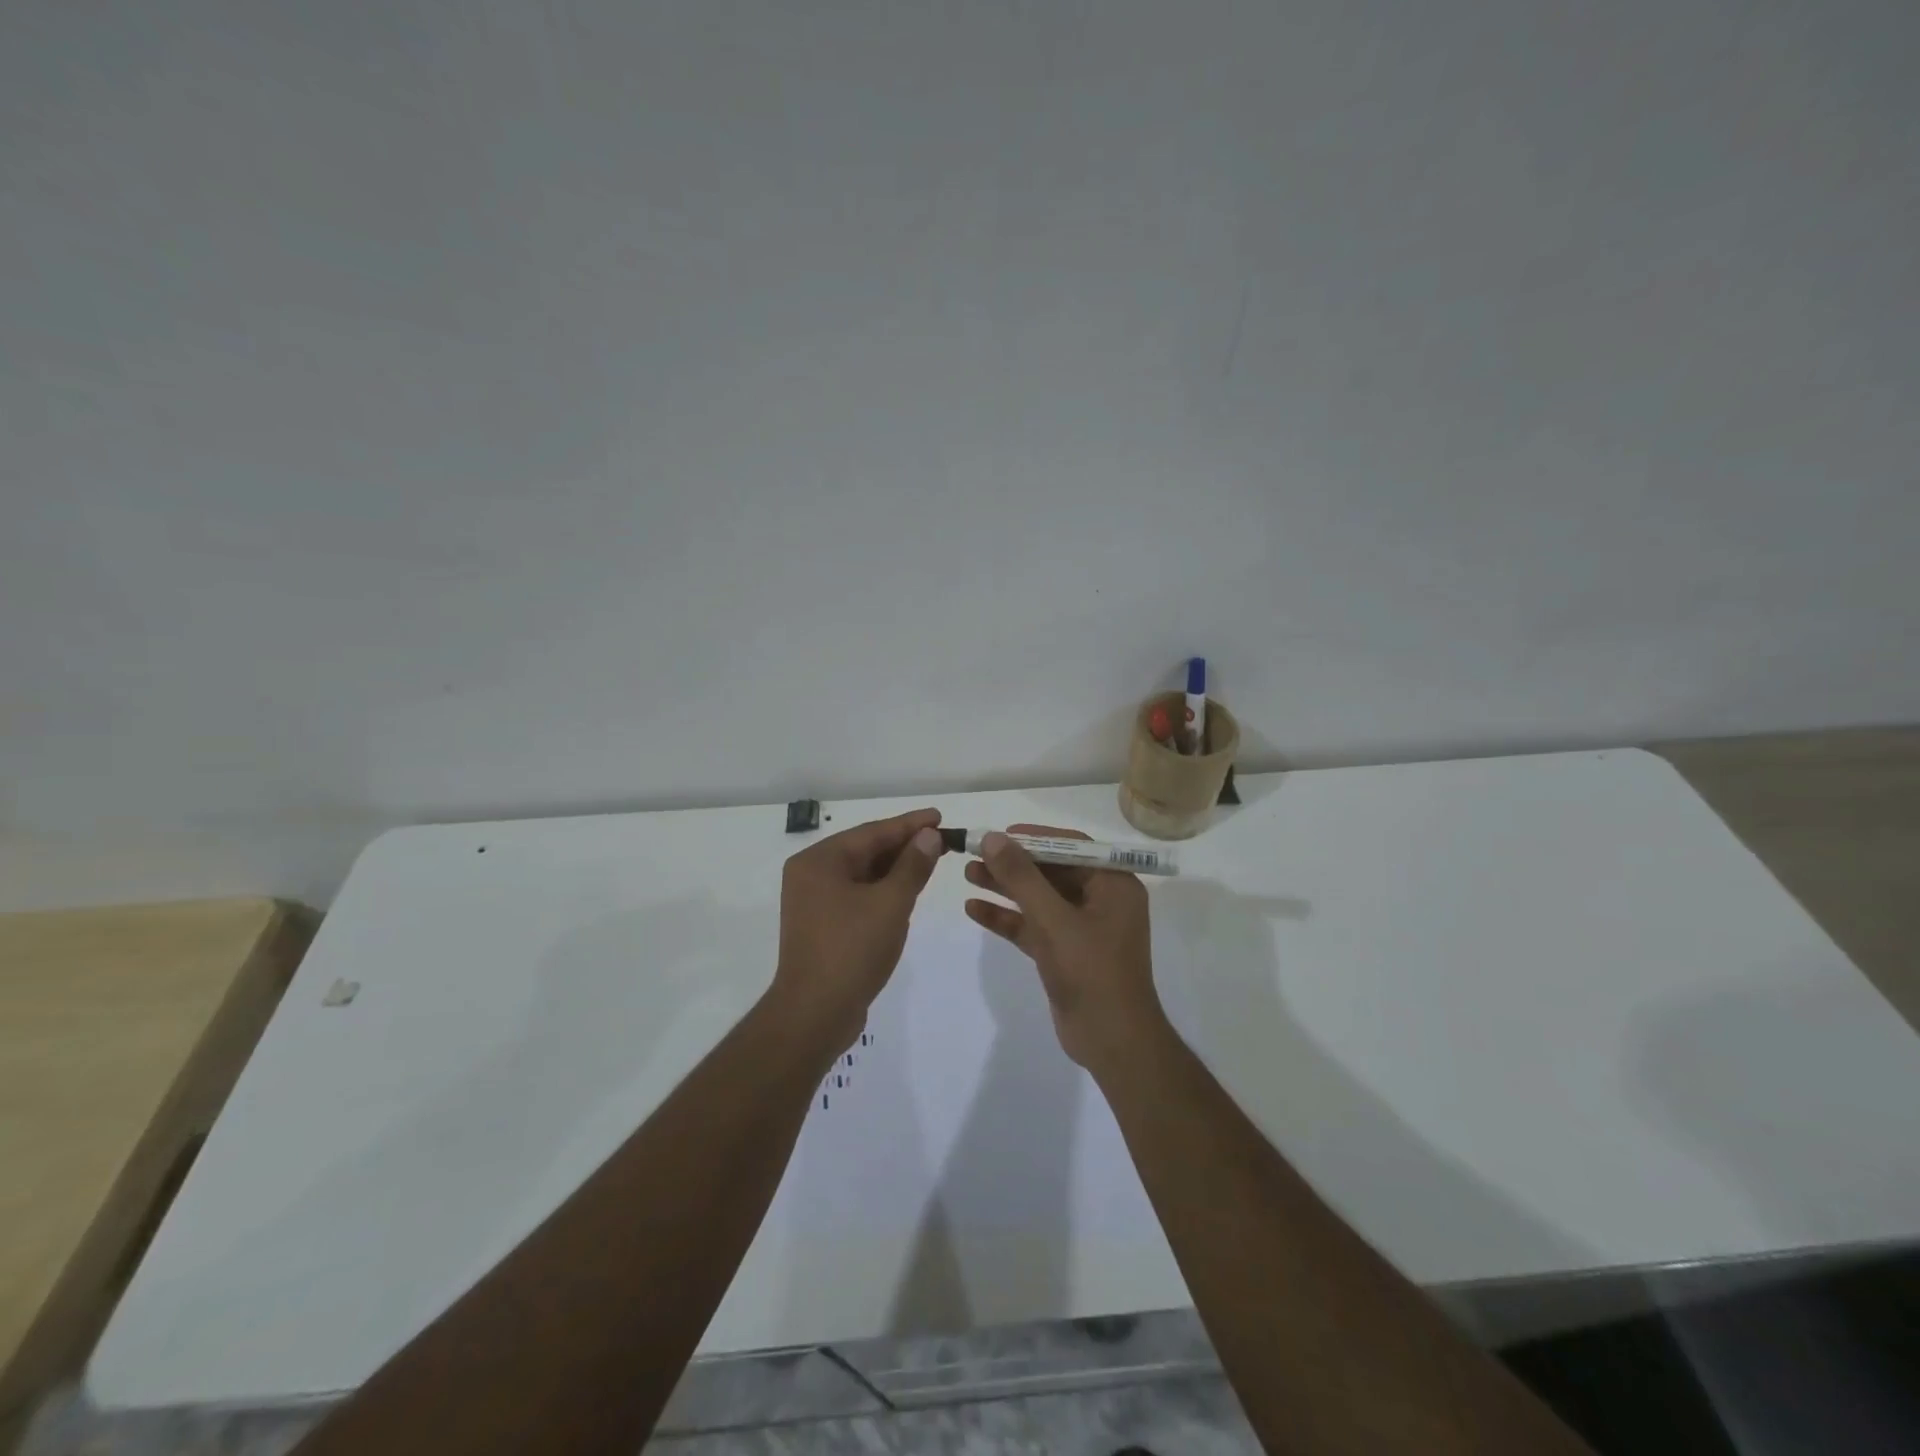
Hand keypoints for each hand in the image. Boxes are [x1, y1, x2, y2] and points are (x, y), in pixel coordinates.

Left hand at [772, 808, 944, 1051]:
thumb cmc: (852, 950)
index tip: (940, 816)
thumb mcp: (891, 903)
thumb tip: (929, 835)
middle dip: (905, 846)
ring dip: (896, 868)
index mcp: (819, 861)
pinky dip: (883, 890)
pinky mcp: (823, 925)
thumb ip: (912, 866)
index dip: (909, 824)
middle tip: (943, 839)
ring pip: (863, 874)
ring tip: (932, 859)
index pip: (872, 832)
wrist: (815, 1014)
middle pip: (866, 851)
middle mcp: (811, 875)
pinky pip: (858, 895)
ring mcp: (814, 902)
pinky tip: (908, 890)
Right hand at [962, 824, 1164, 1069]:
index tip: (998, 834)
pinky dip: (1007, 918)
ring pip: (1038, 898)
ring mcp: (1082, 928)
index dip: (1033, 837)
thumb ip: (1022, 878)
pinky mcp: (1064, 953)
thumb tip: (994, 838)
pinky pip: (1033, 926)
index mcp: (1113, 884)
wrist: (1112, 1042)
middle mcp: (1101, 900)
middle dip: (1013, 864)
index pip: (1071, 847)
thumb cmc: (1092, 972)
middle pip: (1051, 871)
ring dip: (1005, 887)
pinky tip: (974, 909)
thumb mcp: (1054, 920)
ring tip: (967, 873)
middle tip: (974, 853)